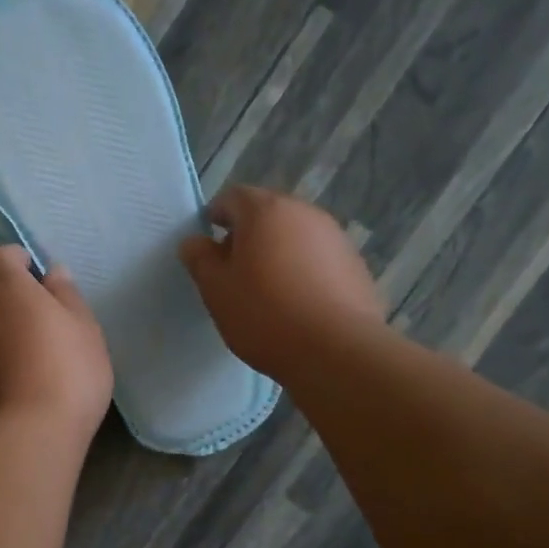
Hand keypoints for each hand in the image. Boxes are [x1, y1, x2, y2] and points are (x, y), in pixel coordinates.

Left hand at [0, 245, 113, 440]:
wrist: (28, 434)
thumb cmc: (67, 368)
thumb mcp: (83, 326)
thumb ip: (66, 293)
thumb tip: (52, 272)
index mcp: (4, 285)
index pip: (2, 255)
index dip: (21, 261)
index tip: (43, 279)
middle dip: (11, 294)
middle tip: (45, 315)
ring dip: (3, 327)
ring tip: (36, 350)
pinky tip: (22, 377)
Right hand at [179, 186, 384, 384]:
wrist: (336, 350)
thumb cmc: (265, 314)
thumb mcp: (217, 290)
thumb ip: (200, 259)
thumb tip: (194, 241)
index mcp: (264, 210)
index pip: (232, 197)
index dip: (215, 217)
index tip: (208, 248)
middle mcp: (303, 212)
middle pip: (267, 213)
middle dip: (247, 235)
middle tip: (234, 272)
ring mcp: (335, 236)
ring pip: (294, 235)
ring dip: (277, 252)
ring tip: (267, 291)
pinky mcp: (354, 263)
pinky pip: (318, 257)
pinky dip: (303, 269)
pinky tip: (298, 303)